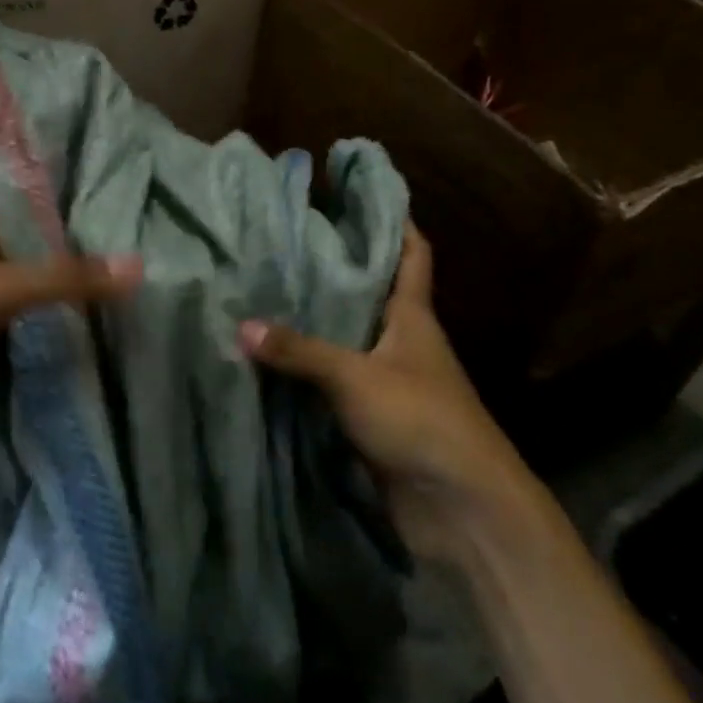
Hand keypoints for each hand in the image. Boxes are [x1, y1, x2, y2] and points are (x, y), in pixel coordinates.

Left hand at [0, 217, 140, 442]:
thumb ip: (66, 279)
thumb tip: (138, 266)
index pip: (38, 223)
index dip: (78, 231)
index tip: (125, 243)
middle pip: (30, 266)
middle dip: (70, 277)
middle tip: (125, 291)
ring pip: (16, 306)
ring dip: (49, 315)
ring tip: (105, 325)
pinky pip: (0, 341)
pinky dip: (25, 347)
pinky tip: (58, 360)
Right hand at [239, 224, 534, 555]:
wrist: (461, 509)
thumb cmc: (421, 420)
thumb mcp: (356, 376)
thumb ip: (300, 352)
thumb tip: (241, 326)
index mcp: (412, 316)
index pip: (411, 253)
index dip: (394, 220)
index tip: (360, 192)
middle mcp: (402, 341)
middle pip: (371, 292)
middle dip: (337, 266)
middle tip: (287, 239)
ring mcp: (388, 380)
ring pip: (348, 337)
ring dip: (317, 319)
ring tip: (267, 290)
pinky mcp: (373, 417)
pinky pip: (334, 381)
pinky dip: (309, 369)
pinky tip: (273, 358)